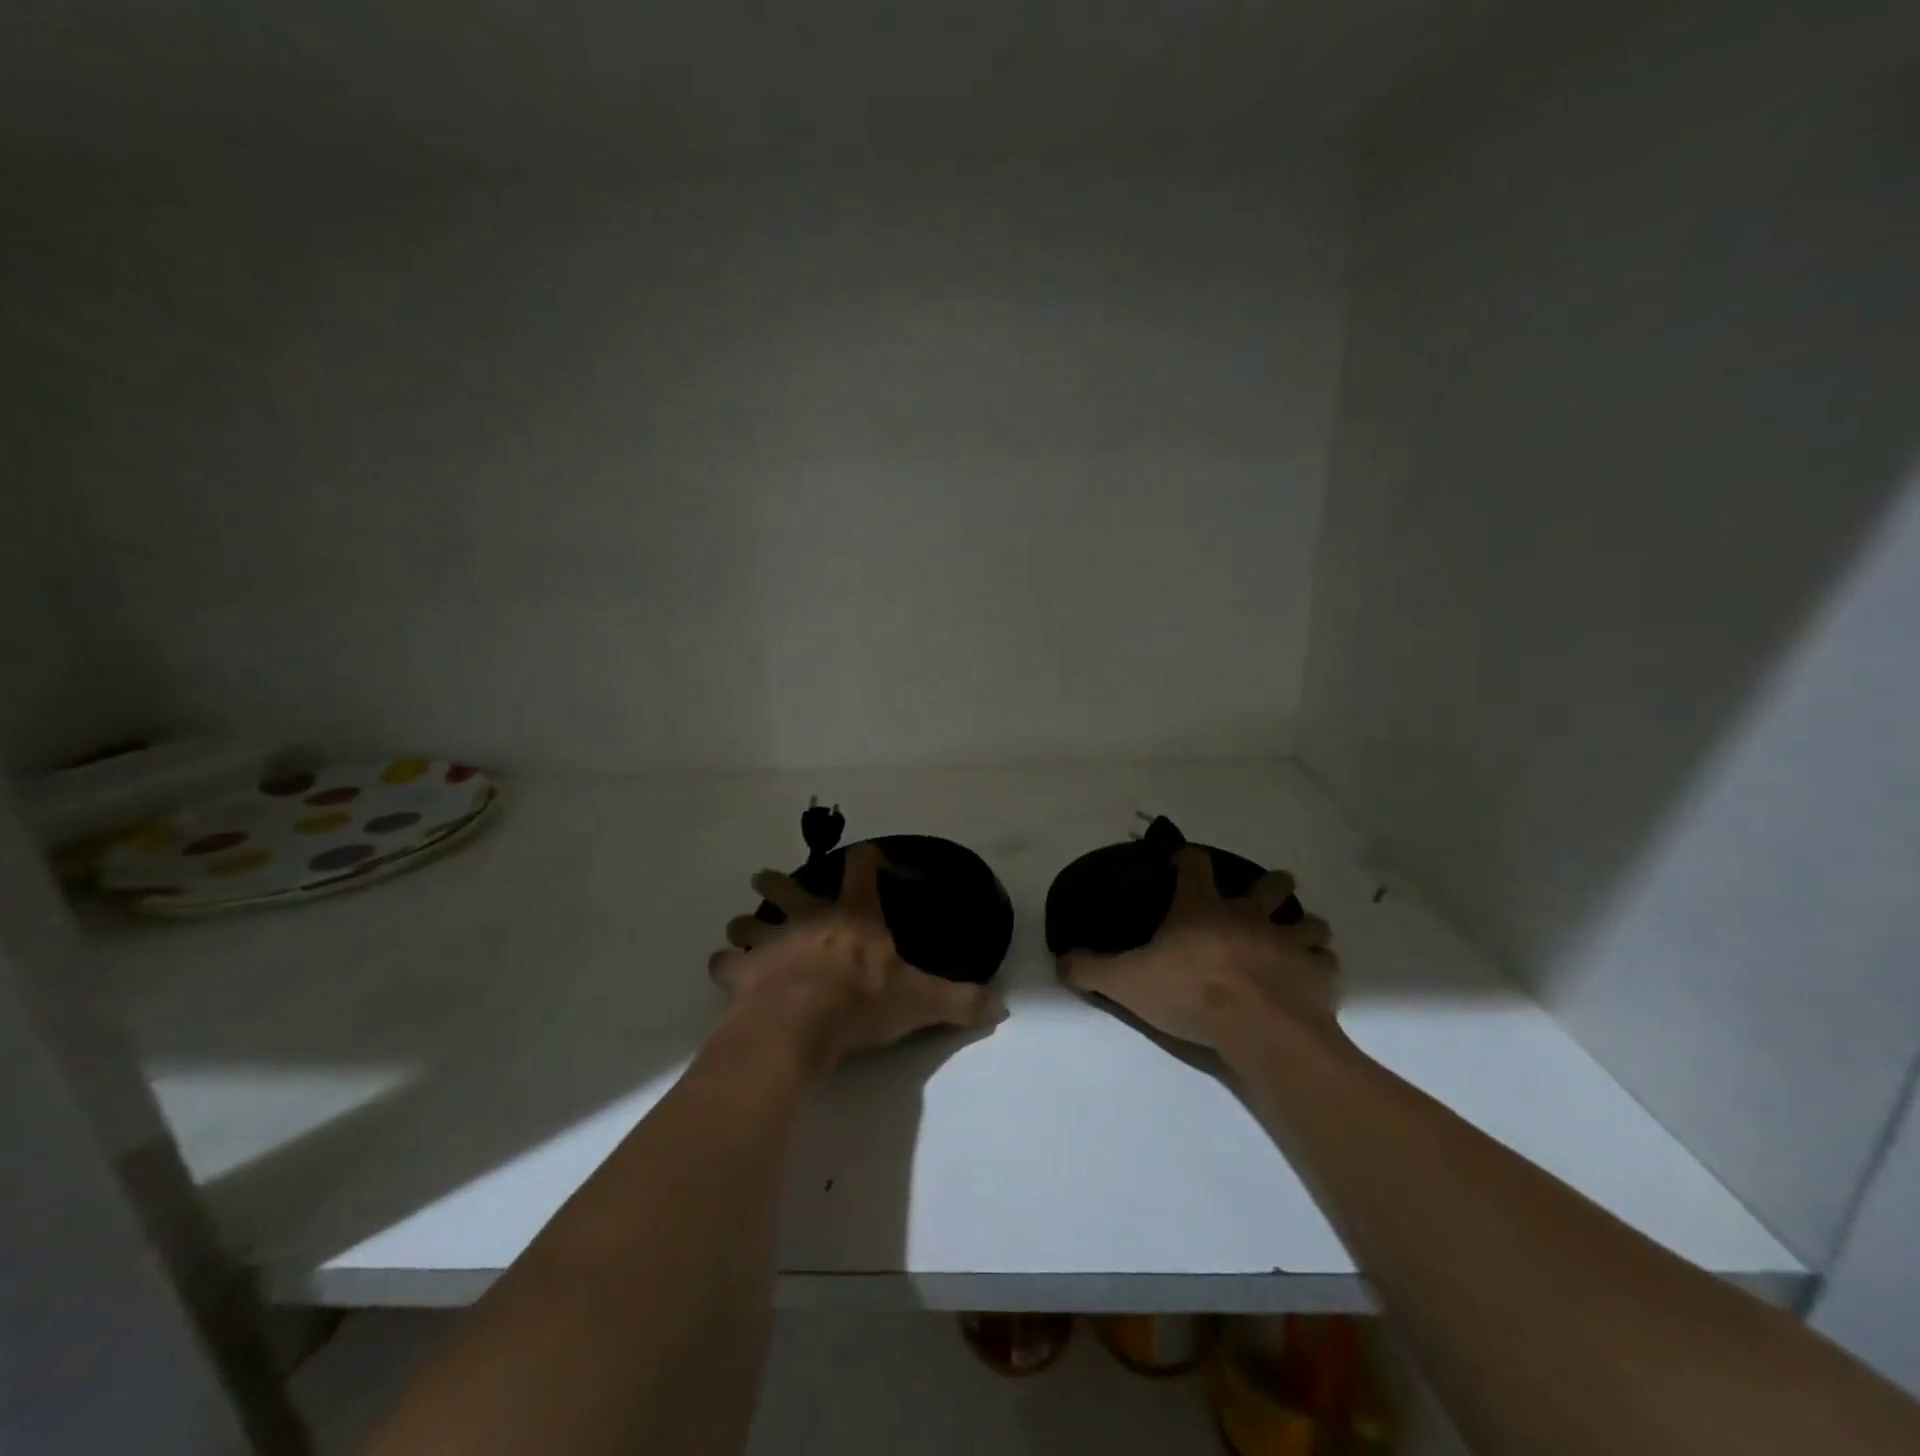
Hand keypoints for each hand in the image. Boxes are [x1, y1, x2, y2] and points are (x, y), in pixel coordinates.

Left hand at [708, 842, 1005, 1074]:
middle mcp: (810, 920)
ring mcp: (772, 942)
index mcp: (854, 918)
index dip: (866, 860)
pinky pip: (726, 963)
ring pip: (750, 922)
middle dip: (776, 882)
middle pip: (788, 888)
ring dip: (746, 923)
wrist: (799, 1026)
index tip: (866, 855)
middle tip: (764, 878)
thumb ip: (959, 1001)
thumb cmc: (861, 1004)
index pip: (862, 871)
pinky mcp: (743, 972)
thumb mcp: (920, 1002)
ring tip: (741, 927)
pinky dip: (725, 966)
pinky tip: (724, 971)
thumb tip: (1002, 1007)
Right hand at [1057, 845, 1341, 1051]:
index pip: (1195, 865)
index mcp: (1202, 909)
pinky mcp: (1316, 973)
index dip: (1189, 859)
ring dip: (1303, 926)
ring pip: (1308, 921)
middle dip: (1271, 885)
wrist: (1257, 1027)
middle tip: (1264, 894)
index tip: (1185, 862)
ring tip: (1296, 937)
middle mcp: (1249, 915)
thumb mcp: (1126, 981)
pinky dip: (1321, 967)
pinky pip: (1327, 962)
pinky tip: (1313, 977)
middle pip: (1270, 885)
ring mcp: (1287, 941)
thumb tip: (1060, 959)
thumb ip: (1091, 968)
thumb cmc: (1190, 993)